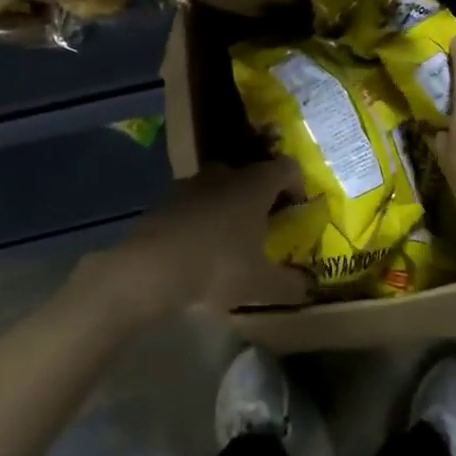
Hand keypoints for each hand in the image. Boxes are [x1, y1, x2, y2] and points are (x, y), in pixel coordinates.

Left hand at [94, 159, 307, 318]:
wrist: (148, 269)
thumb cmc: (216, 266)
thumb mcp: (262, 285)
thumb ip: (290, 284)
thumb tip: (308, 287)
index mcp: (255, 184)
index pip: (287, 168)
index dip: (297, 185)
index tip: (296, 209)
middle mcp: (225, 174)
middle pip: (250, 175)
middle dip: (259, 197)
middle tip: (263, 227)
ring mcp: (190, 185)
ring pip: (218, 189)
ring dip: (226, 208)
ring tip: (227, 242)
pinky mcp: (163, 201)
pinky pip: (191, 205)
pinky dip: (199, 221)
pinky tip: (196, 250)